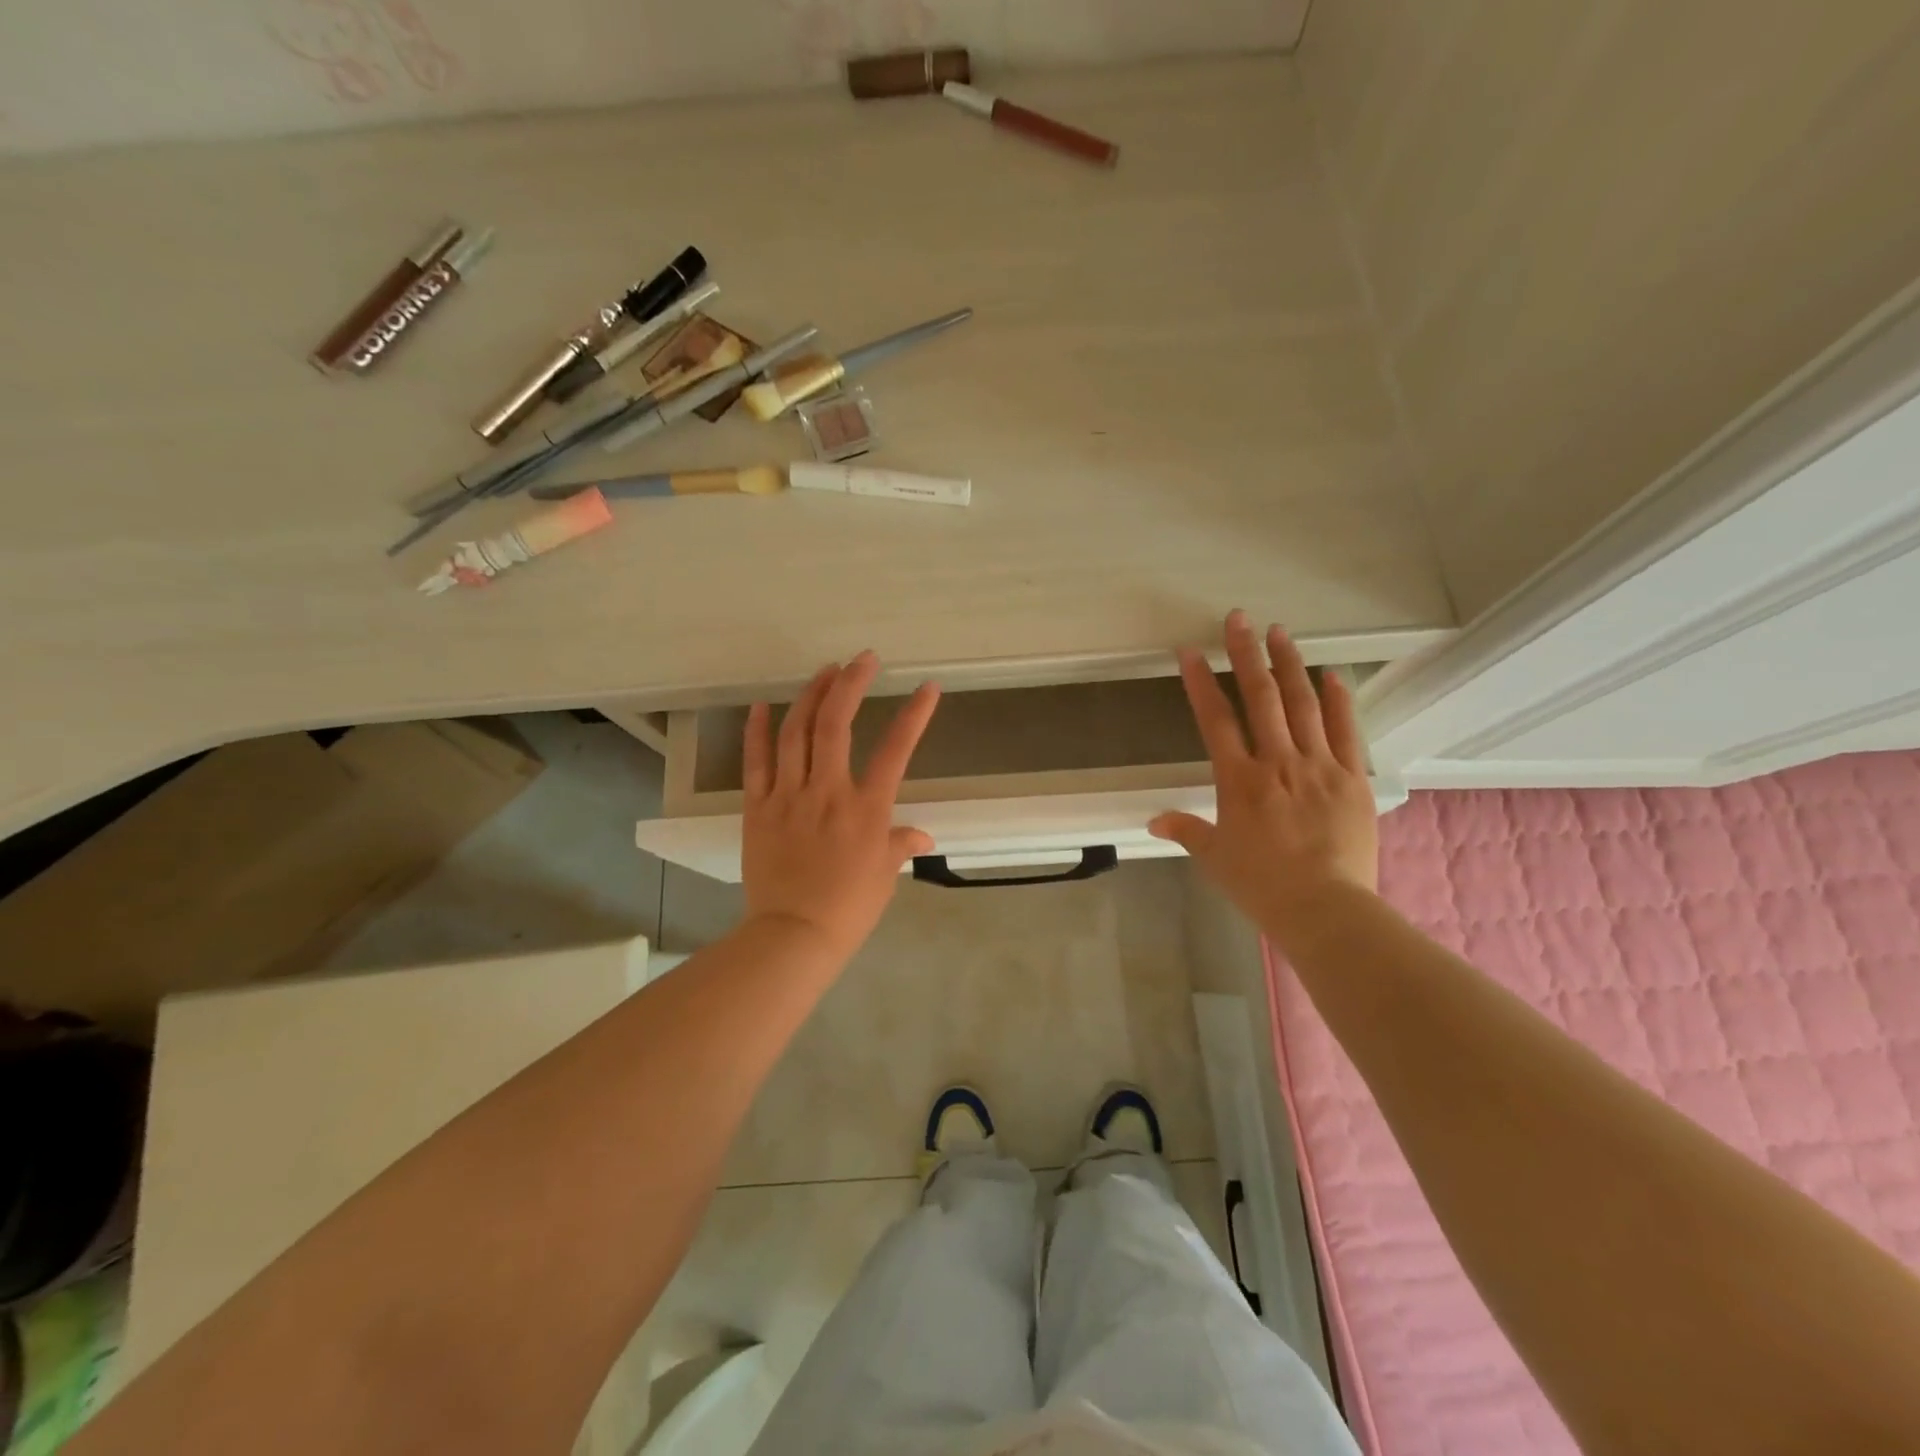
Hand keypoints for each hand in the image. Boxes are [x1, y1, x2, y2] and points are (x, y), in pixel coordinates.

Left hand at [741, 651, 940, 959]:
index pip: (896, 750)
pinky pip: (756, 761)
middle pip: (836, 724)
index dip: (915, 715)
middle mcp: (828, 791)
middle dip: (851, 684)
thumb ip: (900, 844)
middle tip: (863, 659)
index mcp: (866, 808)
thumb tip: (922, 835)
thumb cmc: (849, 908)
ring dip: (811, 695)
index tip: (927, 687)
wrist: (793, 934)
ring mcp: (789, 795)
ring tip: (825, 671)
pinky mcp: (758, 807)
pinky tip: (762, 706)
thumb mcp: (885, 875)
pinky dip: (758, 731)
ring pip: (796, 732)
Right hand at [1149, 611, 1378, 941]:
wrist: (1326, 909)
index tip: (1189, 651)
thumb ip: (1186, 830)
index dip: (1199, 683)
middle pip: (1260, 698)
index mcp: (1239, 780)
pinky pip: (1346, 731)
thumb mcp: (1215, 858)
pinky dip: (1338, 701)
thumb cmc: (1261, 885)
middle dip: (1246, 655)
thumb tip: (1153, 821)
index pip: (1215, 720)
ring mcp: (1320, 766)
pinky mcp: (1352, 779)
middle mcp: (1278, 762)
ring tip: (1280, 632)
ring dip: (1289, 665)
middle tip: (1239, 619)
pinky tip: (1332, 675)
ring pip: (1303, 704)